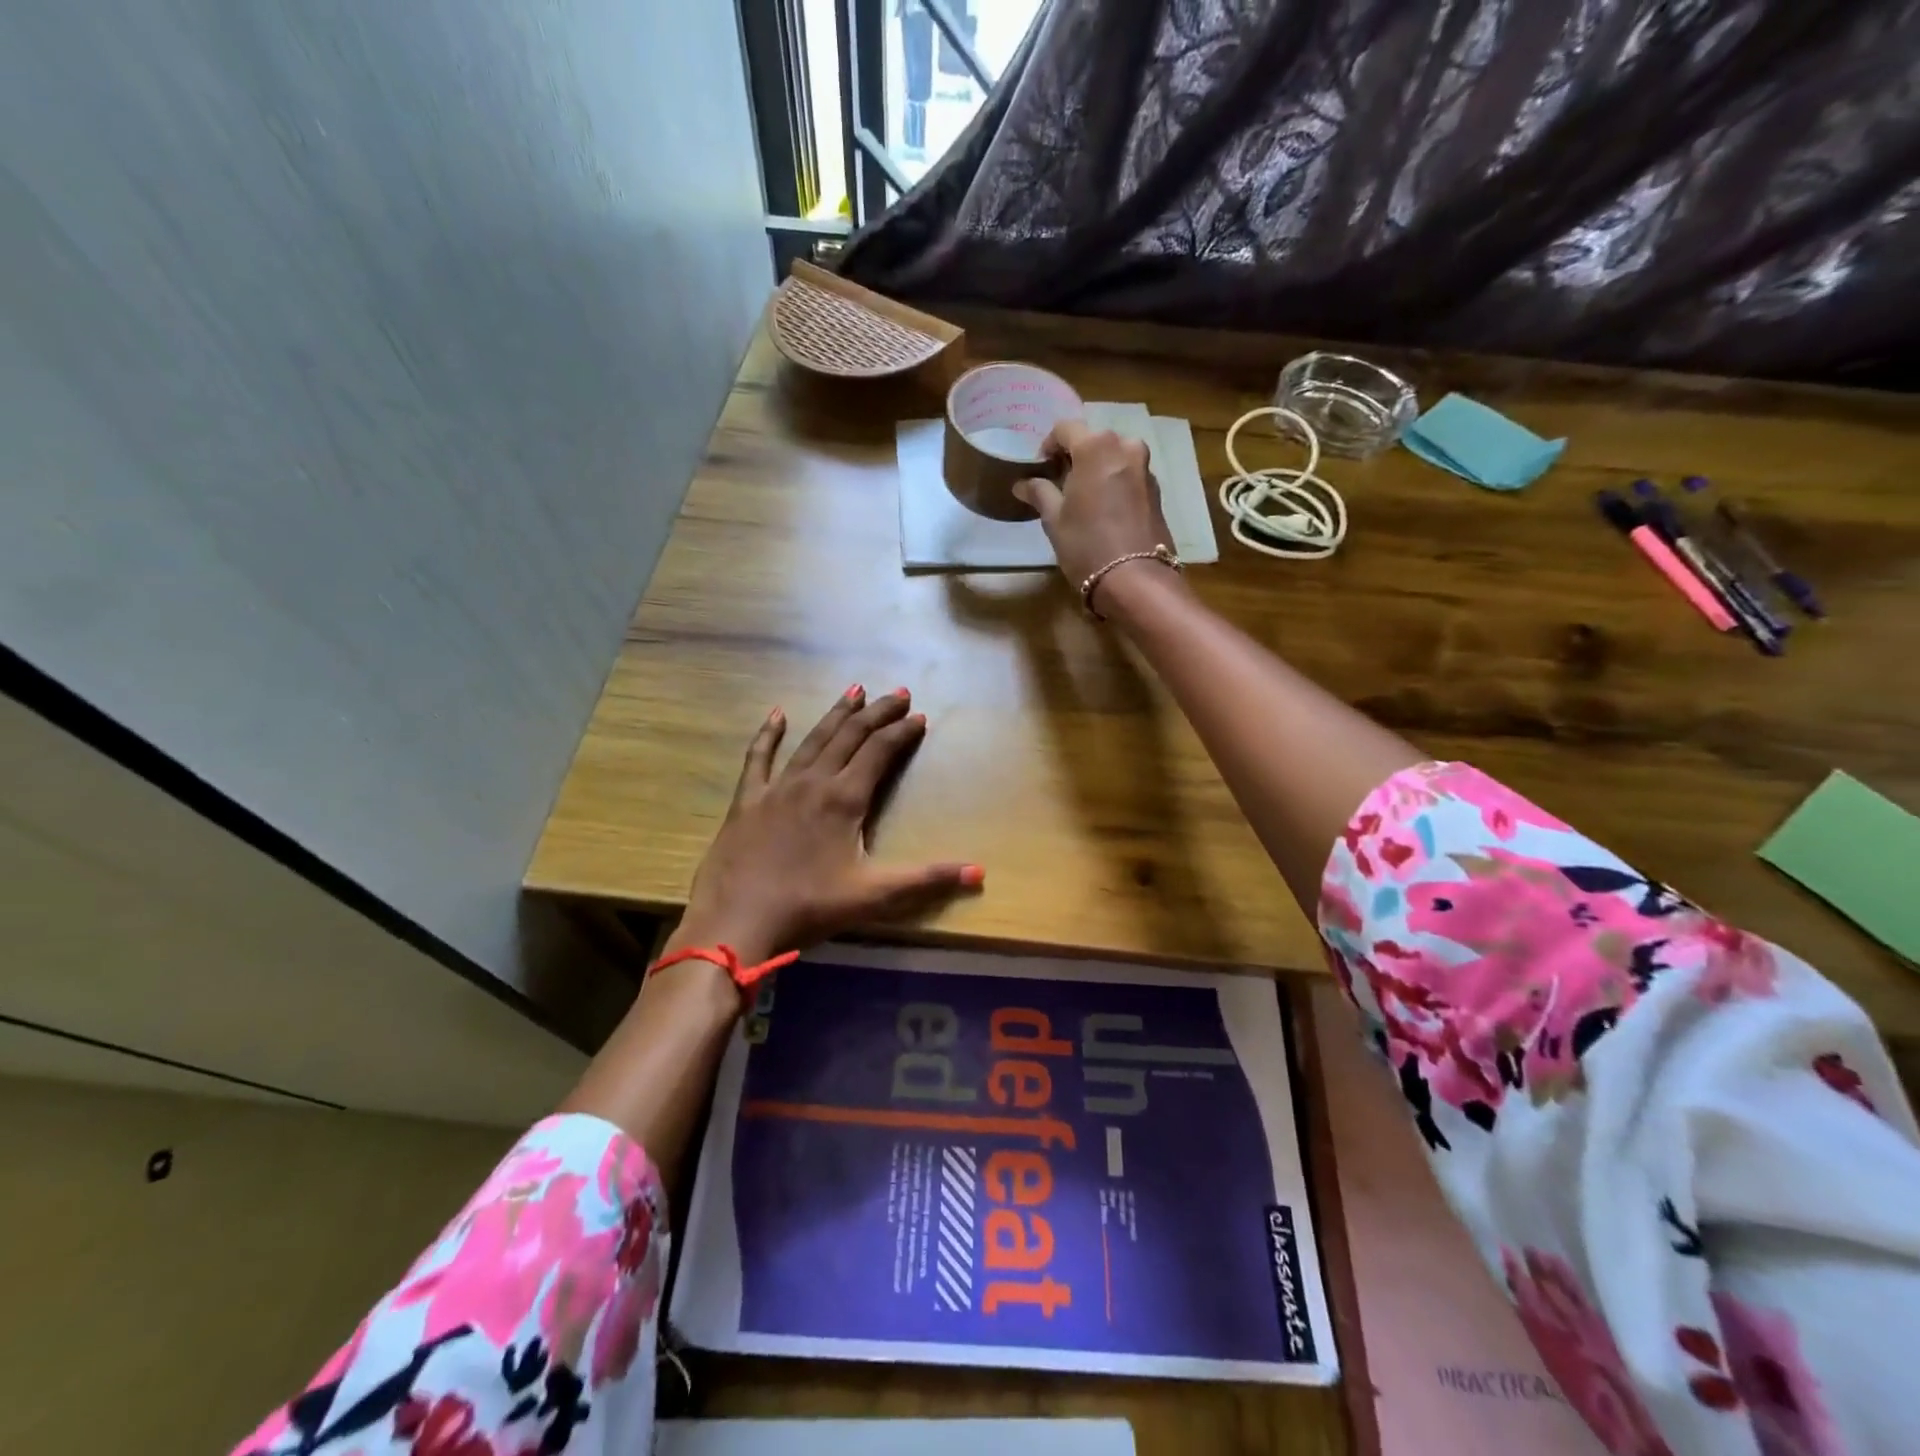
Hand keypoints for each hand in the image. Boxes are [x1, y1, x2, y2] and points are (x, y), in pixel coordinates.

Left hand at [677, 687, 983, 961]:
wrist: (737, 923)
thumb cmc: (810, 908)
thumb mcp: (875, 896)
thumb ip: (928, 879)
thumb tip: (980, 873)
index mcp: (845, 799)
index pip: (881, 752)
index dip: (903, 732)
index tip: (920, 717)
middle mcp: (813, 781)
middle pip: (850, 735)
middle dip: (877, 712)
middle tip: (898, 692)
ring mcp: (776, 787)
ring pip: (812, 739)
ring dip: (836, 713)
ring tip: (854, 690)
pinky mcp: (746, 800)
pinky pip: (758, 758)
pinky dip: (768, 734)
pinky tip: (777, 714)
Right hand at [1013, 419, 1174, 601]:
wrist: (1135, 578)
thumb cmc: (1086, 545)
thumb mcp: (1054, 519)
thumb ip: (1039, 493)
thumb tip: (1022, 483)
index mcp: (1096, 447)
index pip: (1066, 428)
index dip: (1049, 445)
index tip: (1041, 468)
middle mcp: (1125, 447)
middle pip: (1094, 440)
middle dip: (1076, 456)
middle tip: (1060, 483)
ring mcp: (1145, 468)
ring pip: (1115, 456)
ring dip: (1097, 469)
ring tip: (1083, 497)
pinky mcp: (1156, 491)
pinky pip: (1129, 475)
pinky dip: (1115, 483)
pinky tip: (1105, 510)